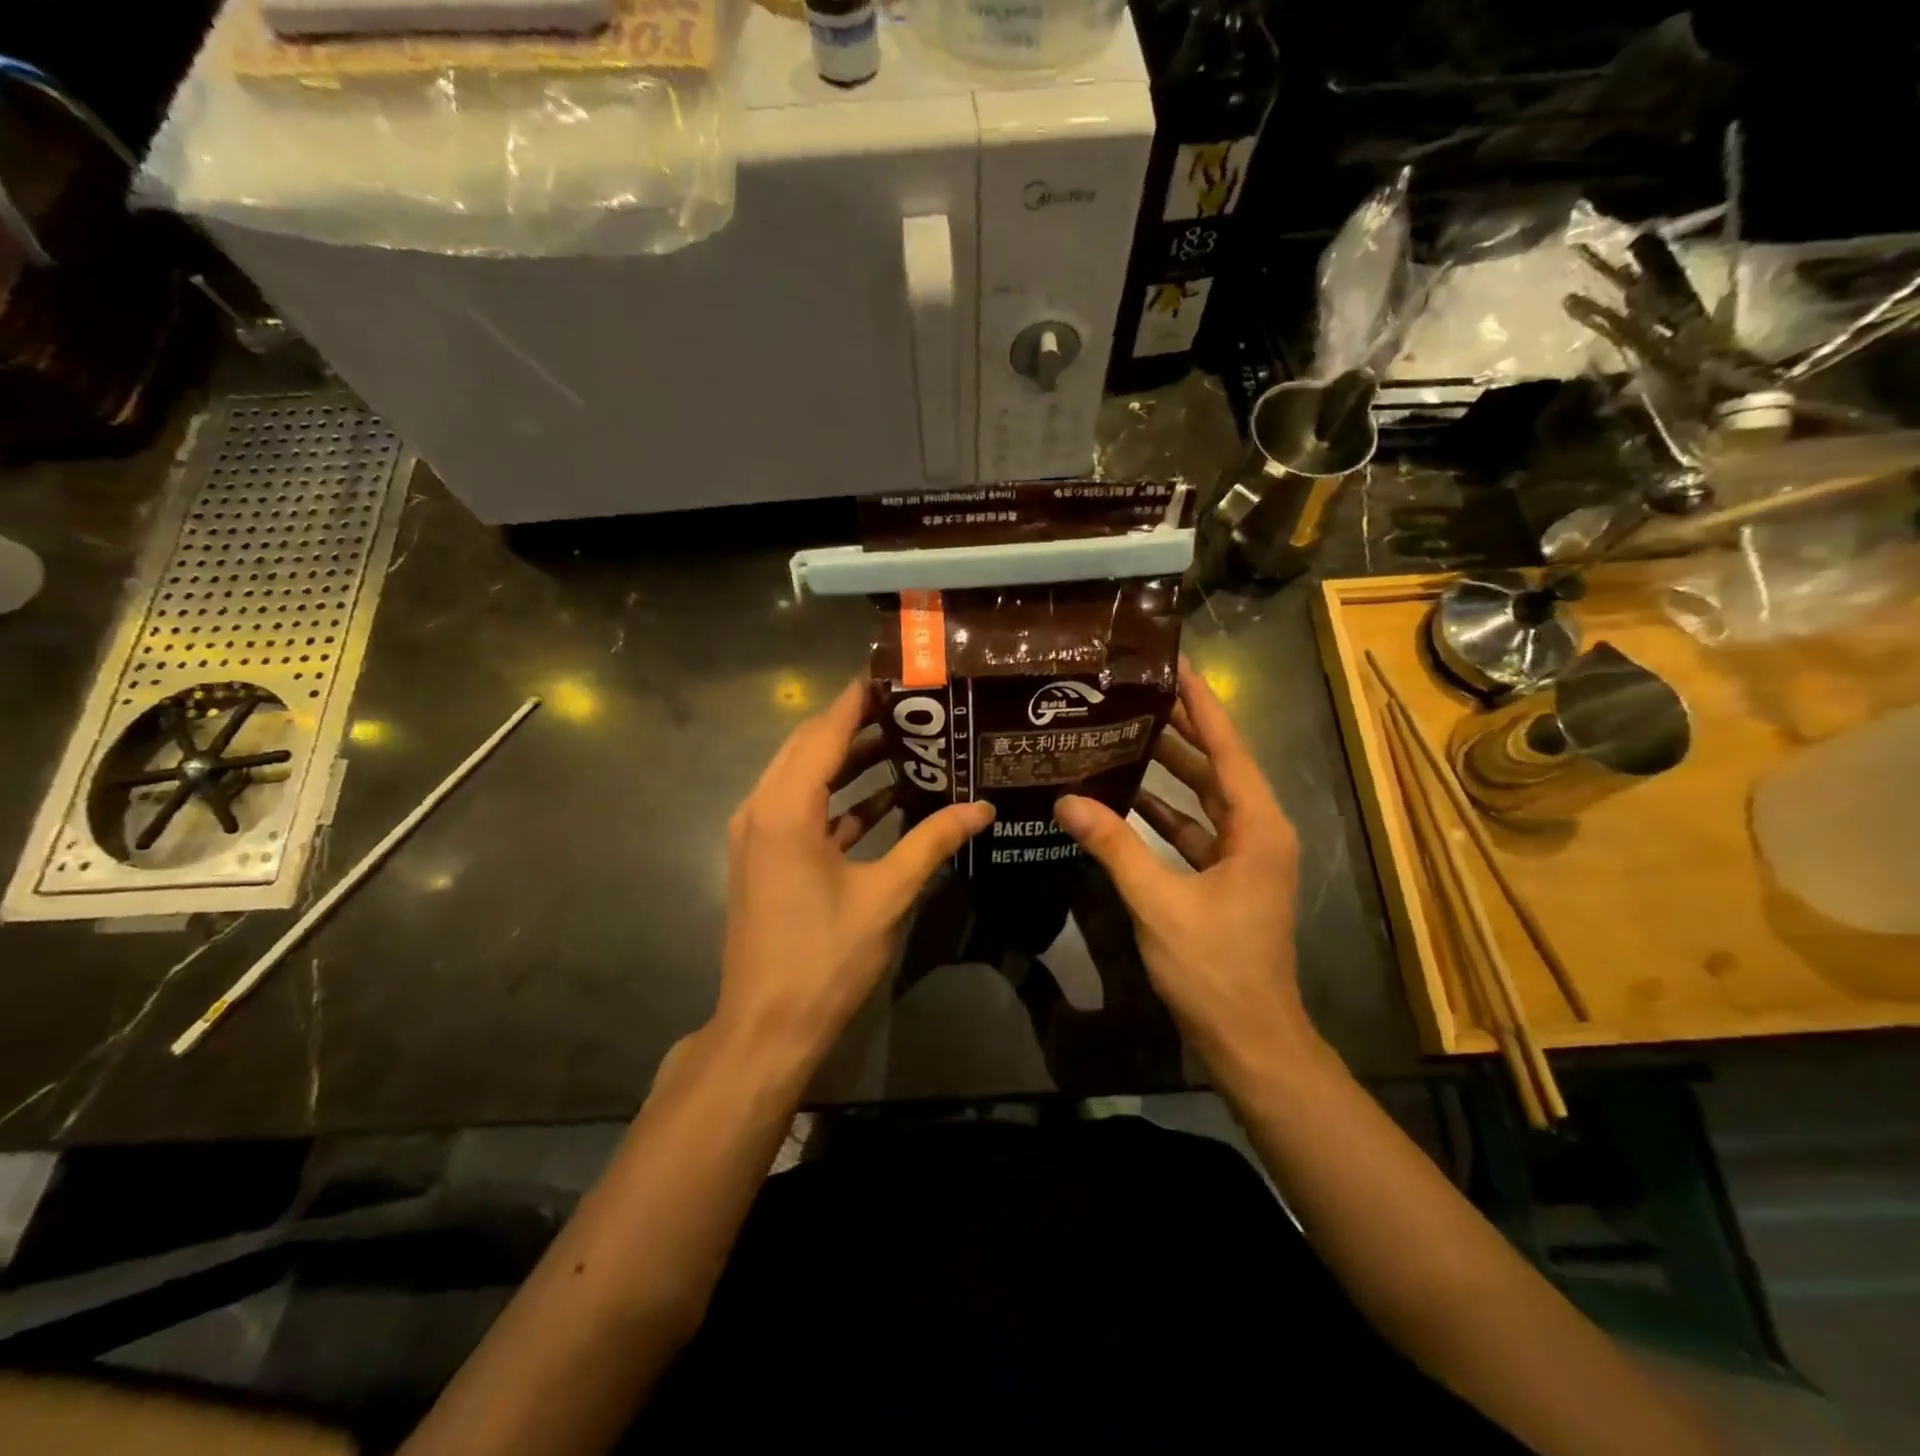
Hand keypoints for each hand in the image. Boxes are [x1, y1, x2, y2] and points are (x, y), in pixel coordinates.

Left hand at [717, 679, 993, 1069]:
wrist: (767, 1028)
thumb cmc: (826, 958)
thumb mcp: (888, 894)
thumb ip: (933, 841)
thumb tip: (983, 807)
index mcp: (785, 808)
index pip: (824, 729)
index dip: (860, 697)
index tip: (899, 675)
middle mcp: (762, 808)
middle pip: (810, 746)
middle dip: (858, 723)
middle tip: (914, 709)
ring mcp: (759, 835)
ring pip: (805, 777)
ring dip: (850, 760)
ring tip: (908, 744)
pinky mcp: (766, 858)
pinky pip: (803, 810)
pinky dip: (840, 799)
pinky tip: (886, 799)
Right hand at [1054, 660, 1310, 1065]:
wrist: (1250, 1040)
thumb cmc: (1216, 967)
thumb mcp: (1159, 903)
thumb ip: (1115, 847)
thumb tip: (1067, 802)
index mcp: (1257, 826)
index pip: (1227, 747)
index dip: (1201, 703)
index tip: (1173, 664)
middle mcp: (1257, 832)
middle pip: (1216, 766)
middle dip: (1178, 729)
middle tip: (1133, 693)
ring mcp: (1242, 858)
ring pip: (1203, 798)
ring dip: (1167, 771)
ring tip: (1122, 734)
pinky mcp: (1224, 880)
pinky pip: (1193, 831)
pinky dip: (1162, 814)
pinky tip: (1124, 801)